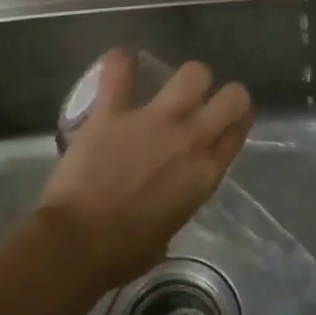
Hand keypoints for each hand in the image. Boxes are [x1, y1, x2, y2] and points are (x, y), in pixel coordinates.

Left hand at [37, 51, 253, 290]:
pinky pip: (119, 74)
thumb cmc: (123, 253)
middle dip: (226, 94)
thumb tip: (169, 194)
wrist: (77, 245)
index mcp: (205, 174)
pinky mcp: (113, 113)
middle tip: (207, 100)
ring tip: (171, 83)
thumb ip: (178, 201)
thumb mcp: (169, 231)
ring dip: (188, 78)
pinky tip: (121, 61)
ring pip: (193, 74)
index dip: (238, 121)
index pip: (237, 132)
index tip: (231, 119)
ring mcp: (153, 121)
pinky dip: (120, 64)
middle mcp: (190, 140)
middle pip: (232, 97)